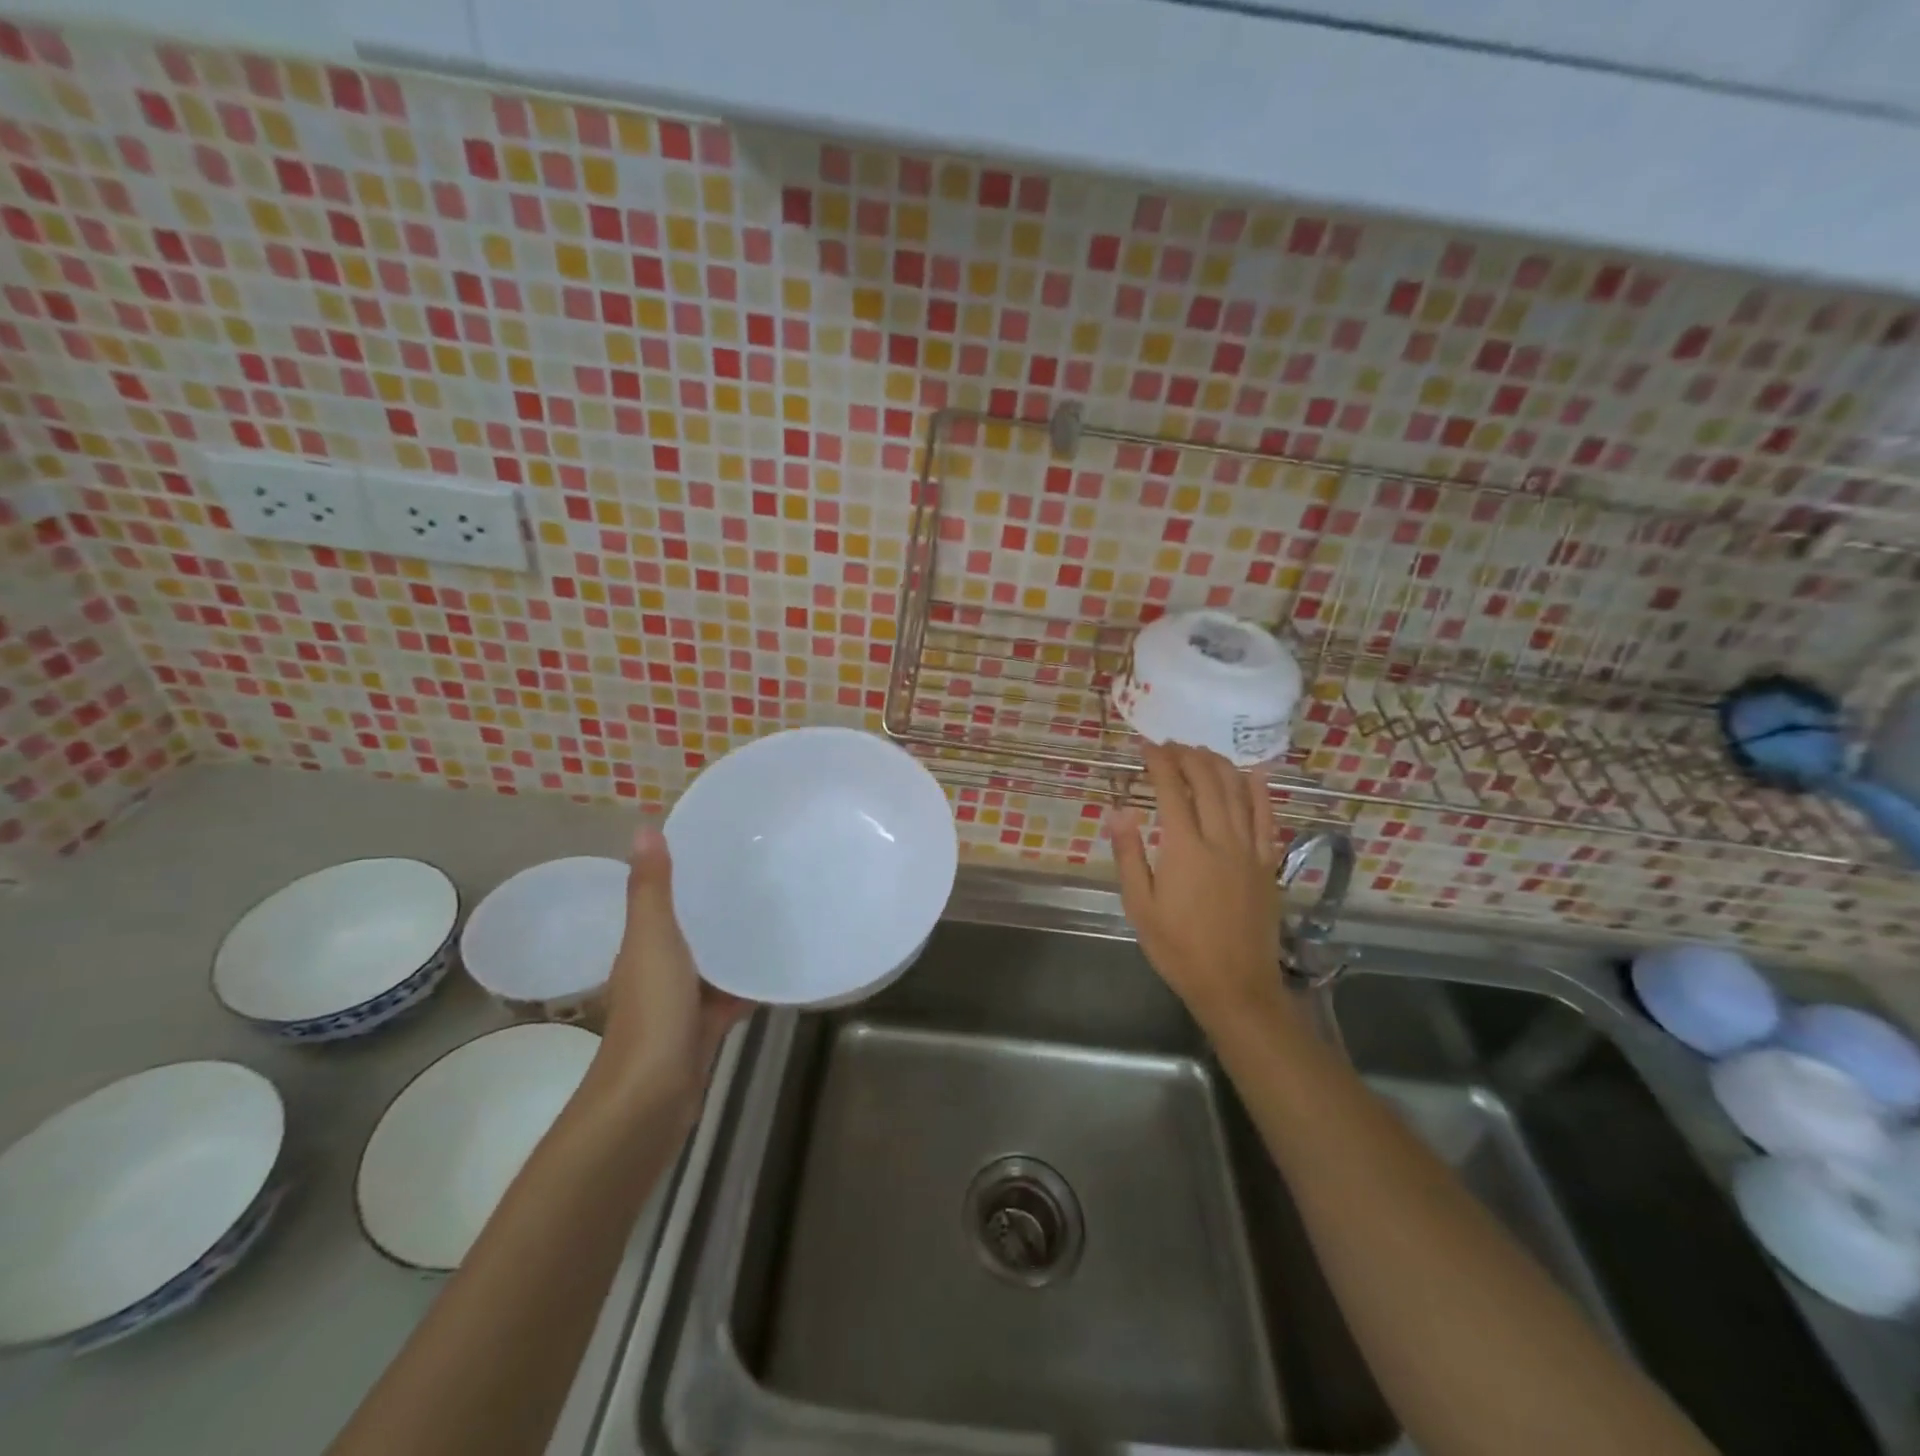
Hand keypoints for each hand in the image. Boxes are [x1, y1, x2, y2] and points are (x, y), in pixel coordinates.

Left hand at [589, 825, 750, 1119]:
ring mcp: (681, 1004)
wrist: (650, 1099)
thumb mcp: (653, 940)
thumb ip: (652, 889)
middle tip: (763, 874)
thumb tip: (644, 827)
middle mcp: (658, 971)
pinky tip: (780, 968)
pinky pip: (730, 997)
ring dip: (734, 944)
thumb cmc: (651, 1012)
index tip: (723, 846)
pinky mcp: (704, 1030)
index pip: (663, 900)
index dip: (685, 873)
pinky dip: (750, 983)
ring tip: (779, 913)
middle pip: (690, 929)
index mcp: (642, 947)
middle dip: (716, 906)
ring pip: (712, 964)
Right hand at [1108, 744, 1283, 1026]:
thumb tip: (1118, 811)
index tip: (1146, 747)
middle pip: (1207, 782)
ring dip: (1219, 765)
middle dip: (1188, 756)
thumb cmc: (1178, 948)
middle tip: (1171, 745)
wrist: (1234, 985)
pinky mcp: (1267, 863)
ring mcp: (1249, 849)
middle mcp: (1220, 839)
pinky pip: (1267, 817)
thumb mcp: (1140, 906)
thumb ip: (1130, 855)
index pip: (1171, 790)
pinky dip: (1259, 790)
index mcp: (1184, 849)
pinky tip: (1252, 774)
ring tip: (1201, 751)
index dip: (1158, 763)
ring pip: (1238, 792)